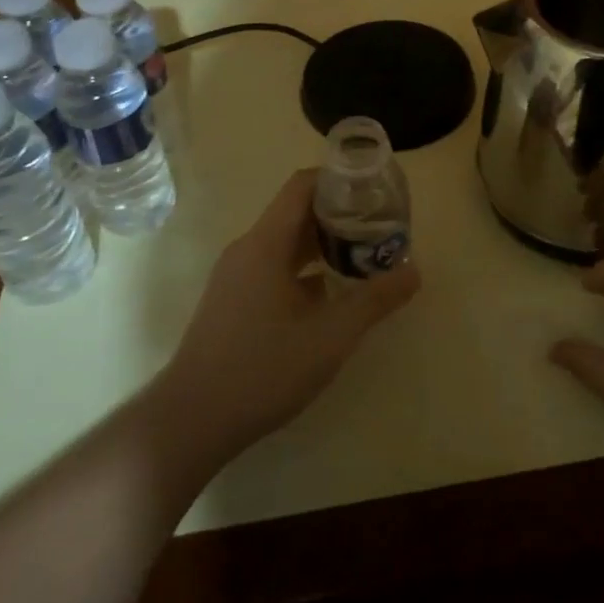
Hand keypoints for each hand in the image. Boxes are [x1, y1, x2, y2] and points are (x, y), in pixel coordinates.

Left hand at [156, 170, 419, 461]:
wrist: (190, 422)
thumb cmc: (262, 369)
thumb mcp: (331, 336)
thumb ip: (375, 300)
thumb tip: (414, 272)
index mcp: (266, 243)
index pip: (303, 186)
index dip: (339, 180)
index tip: (374, 190)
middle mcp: (247, 250)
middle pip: (297, 213)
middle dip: (339, 215)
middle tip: (379, 227)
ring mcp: (236, 277)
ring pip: (286, 244)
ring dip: (323, 245)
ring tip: (363, 257)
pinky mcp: (232, 302)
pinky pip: (273, 269)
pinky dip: (304, 270)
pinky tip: (330, 298)